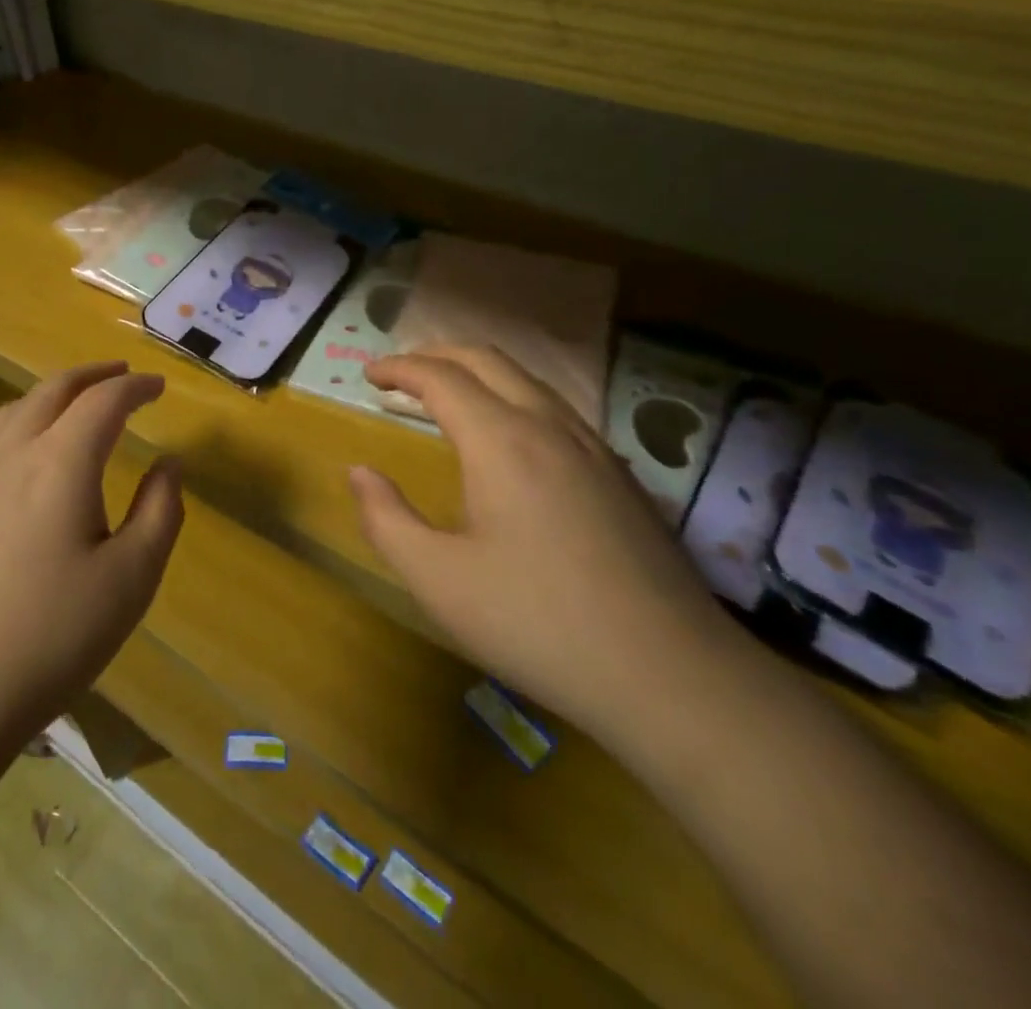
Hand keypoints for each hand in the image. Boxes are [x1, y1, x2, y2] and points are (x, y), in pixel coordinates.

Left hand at [0, 362, 183, 748]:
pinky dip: (24, 418)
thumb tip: (168, 464)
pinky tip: (30, 449)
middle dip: (94, 375)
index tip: (159, 387)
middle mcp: (12, 453)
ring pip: (16, 408)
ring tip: (79, 401)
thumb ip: (160, 511)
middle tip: (123, 375)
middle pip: (54, 389)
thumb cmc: (51, 636)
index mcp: (60, 463)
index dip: (136, 387)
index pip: (104, 401)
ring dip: (55, 392)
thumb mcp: (131, 578)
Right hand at [349, 346, 745, 744]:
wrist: (671, 674)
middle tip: (400, 373)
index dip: (399, 368)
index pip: (440, 377)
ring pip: (527, 380)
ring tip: (447, 396)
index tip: (368, 373)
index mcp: (501, 440)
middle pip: (486, 360)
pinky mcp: (620, 474)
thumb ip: (386, 519)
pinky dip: (514, 397)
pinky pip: (556, 408)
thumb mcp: (438, 580)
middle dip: (437, 355)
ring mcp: (593, 446)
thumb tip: (359, 472)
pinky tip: (511, 438)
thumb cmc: (538, 623)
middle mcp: (549, 425)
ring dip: (478, 373)